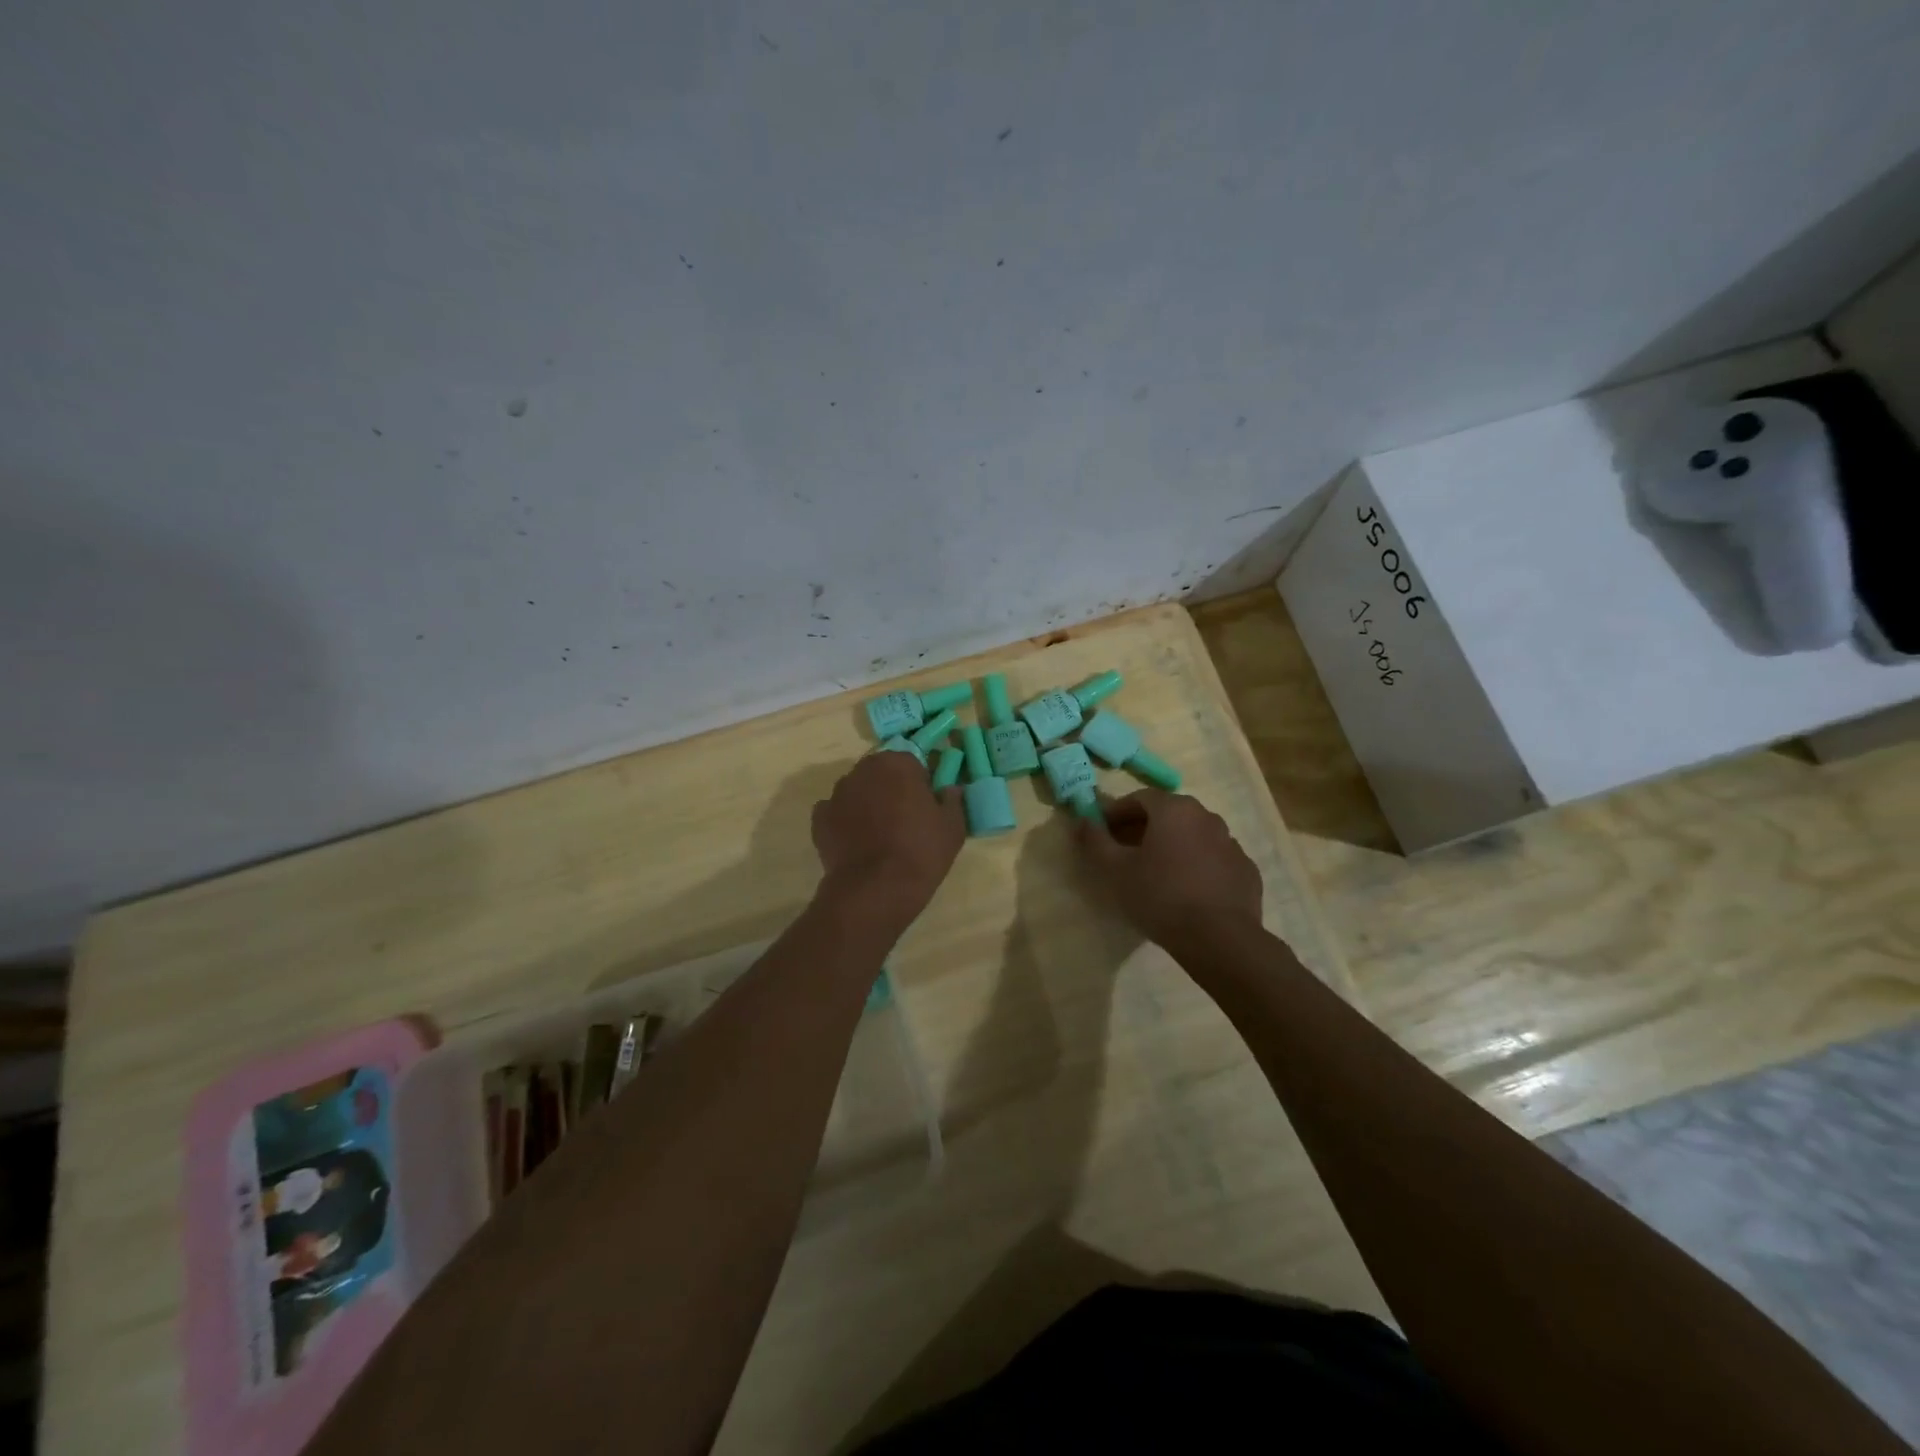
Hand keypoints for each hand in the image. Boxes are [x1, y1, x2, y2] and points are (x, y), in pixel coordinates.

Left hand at [811, 752, 965, 923]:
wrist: (876, 889)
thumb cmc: (921, 851)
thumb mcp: (953, 827)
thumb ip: (952, 800)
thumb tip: (949, 789)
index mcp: (897, 763)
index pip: (912, 763)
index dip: (920, 783)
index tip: (926, 805)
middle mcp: (863, 770)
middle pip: (881, 773)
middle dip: (891, 789)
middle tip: (904, 818)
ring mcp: (837, 793)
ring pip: (857, 791)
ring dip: (867, 803)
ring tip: (879, 834)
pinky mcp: (819, 819)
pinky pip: (836, 813)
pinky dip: (845, 822)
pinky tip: (857, 843)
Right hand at [1074, 790, 1262, 947]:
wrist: (1220, 939)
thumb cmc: (1160, 896)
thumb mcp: (1115, 870)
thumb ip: (1095, 841)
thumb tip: (1082, 820)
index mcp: (1175, 809)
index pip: (1140, 798)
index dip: (1116, 812)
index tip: (1102, 831)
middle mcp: (1207, 817)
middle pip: (1168, 814)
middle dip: (1143, 828)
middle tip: (1125, 852)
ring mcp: (1231, 843)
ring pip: (1193, 836)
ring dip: (1172, 846)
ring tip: (1156, 873)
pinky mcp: (1246, 871)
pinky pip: (1213, 860)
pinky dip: (1197, 866)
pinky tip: (1186, 891)